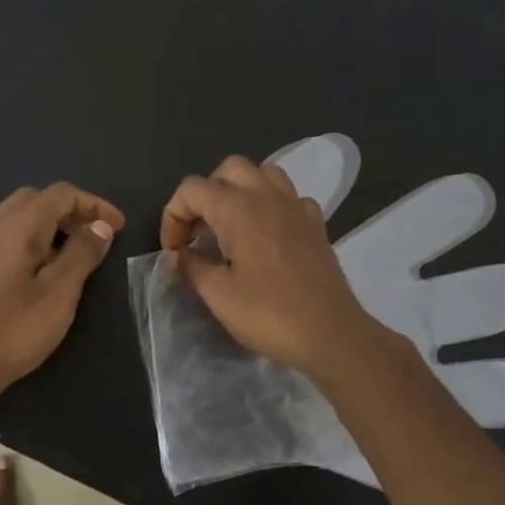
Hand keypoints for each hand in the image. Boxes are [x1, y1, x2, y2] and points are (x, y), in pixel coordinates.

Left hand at [0, 183, 123, 397]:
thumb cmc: (13, 329)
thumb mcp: (59, 293)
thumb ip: (82, 253)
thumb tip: (100, 226)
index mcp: (17, 225)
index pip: (61, 193)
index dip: (94, 204)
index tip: (118, 228)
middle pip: (36, 199)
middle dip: (70, 211)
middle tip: (93, 238)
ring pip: (17, 218)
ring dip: (48, 226)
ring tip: (71, 256)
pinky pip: (3, 238)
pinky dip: (29, 241)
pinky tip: (38, 272)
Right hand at [161, 156, 385, 379]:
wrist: (331, 334)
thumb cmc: (269, 314)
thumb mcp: (218, 295)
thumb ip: (191, 266)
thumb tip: (179, 254)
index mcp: (237, 209)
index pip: (191, 189)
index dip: (173, 216)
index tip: (175, 251)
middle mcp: (267, 196)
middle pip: (228, 169)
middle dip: (206, 194)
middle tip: (199, 232)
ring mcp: (297, 206)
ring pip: (262, 174)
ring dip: (240, 191)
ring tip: (230, 226)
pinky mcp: (316, 224)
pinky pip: (289, 197)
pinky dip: (271, 206)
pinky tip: (266, 236)